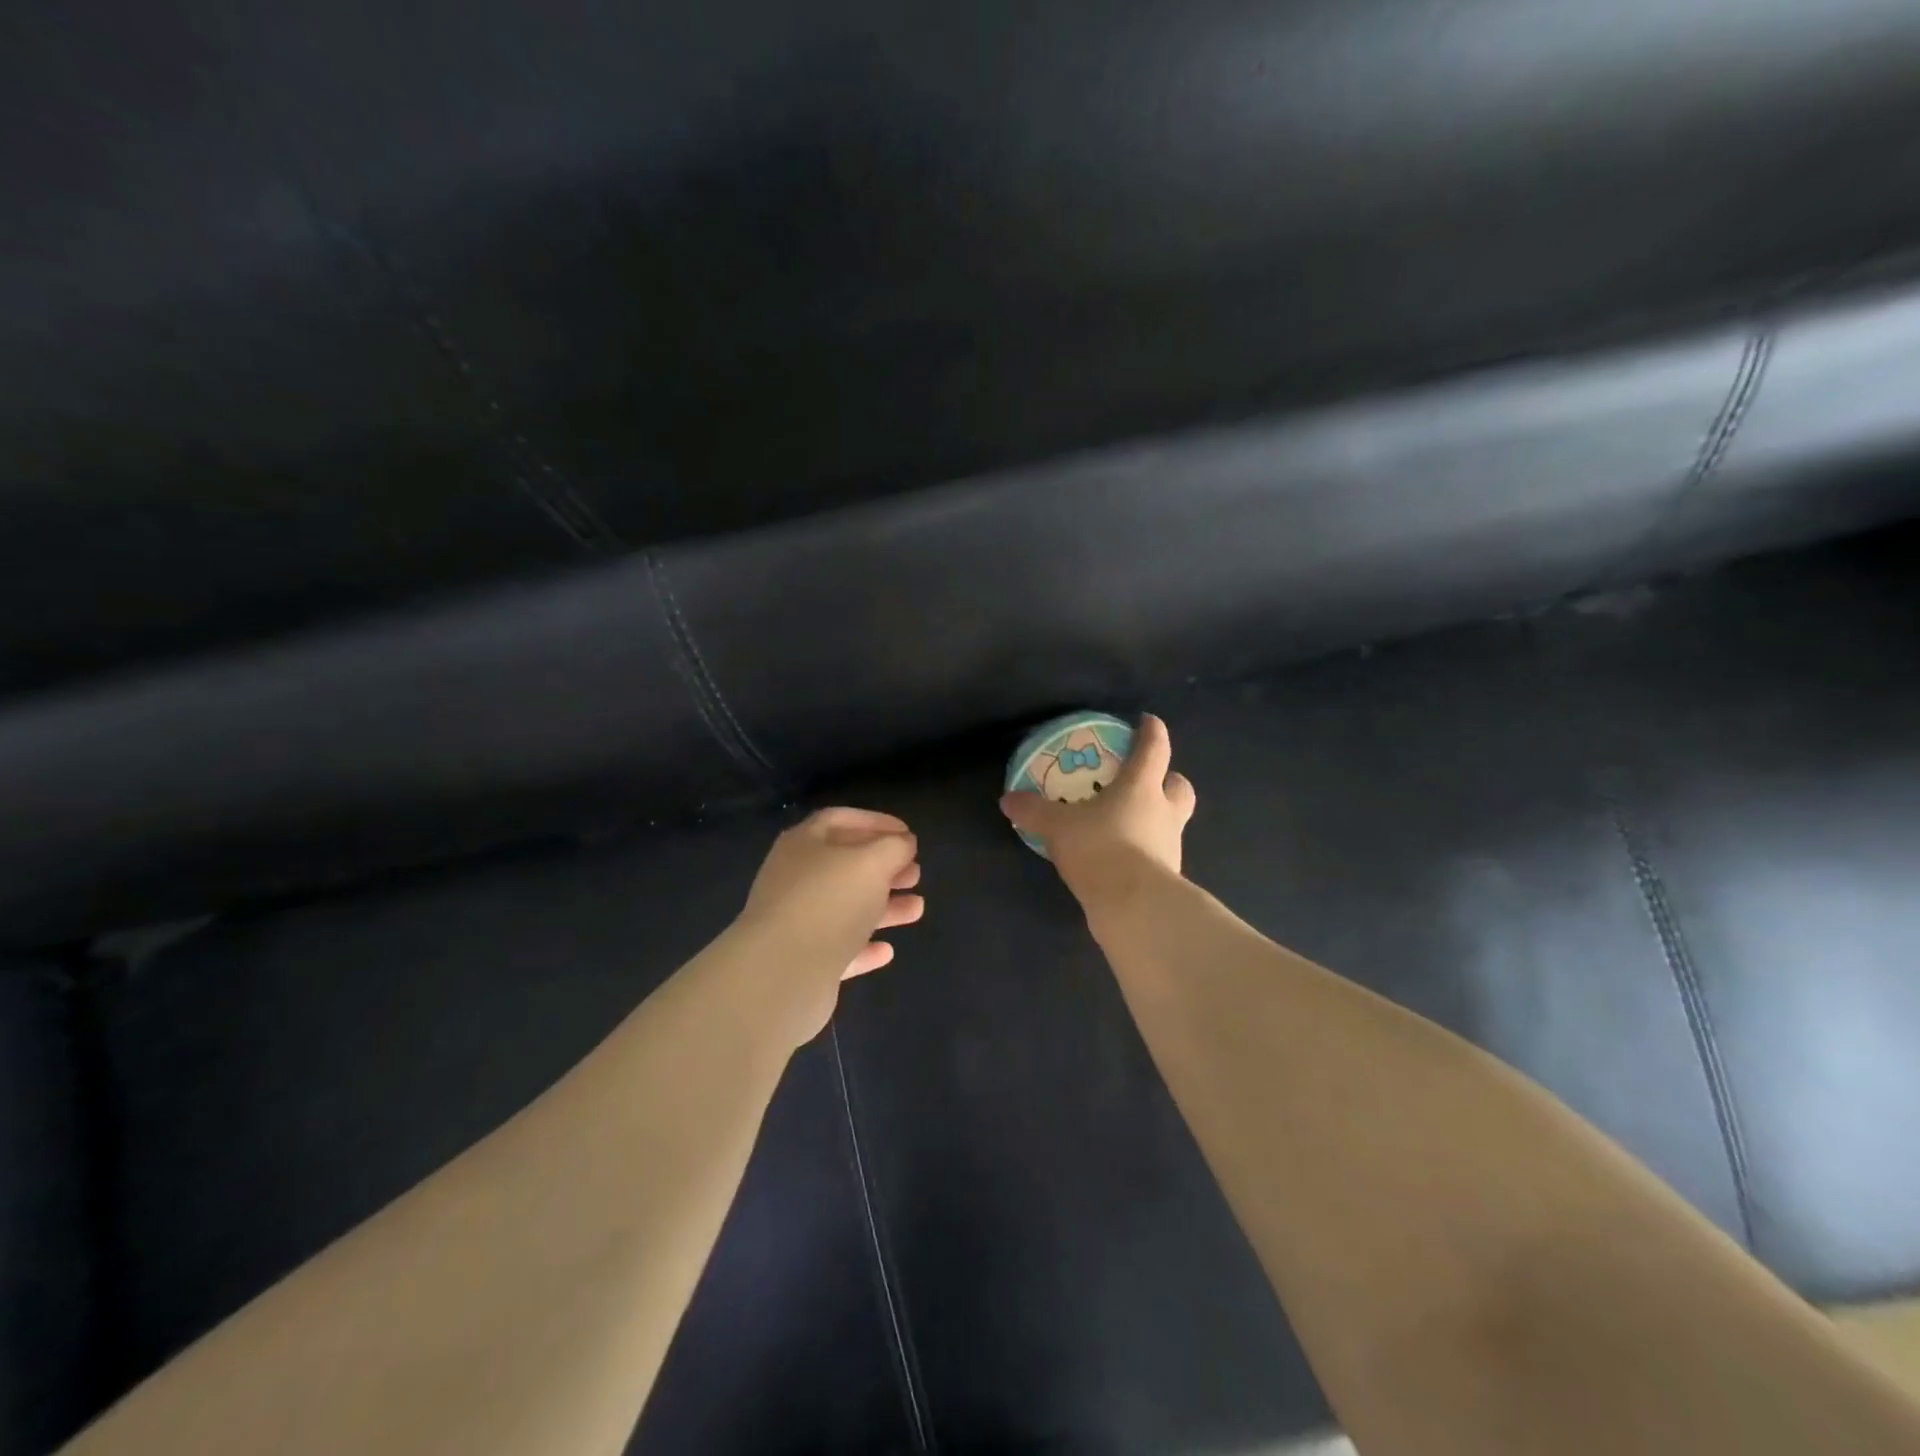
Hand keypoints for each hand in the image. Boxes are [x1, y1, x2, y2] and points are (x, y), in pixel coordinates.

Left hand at [730, 808, 924, 1042]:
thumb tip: (904, 843)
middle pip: (845, 865)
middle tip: (915, 874)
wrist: (781, 974)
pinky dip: (864, 946)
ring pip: (846, 908)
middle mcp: (796, 878)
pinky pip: (839, 948)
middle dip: (884, 867)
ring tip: (916, 909)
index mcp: (804, 844)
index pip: (841, 820)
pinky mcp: (802, 961)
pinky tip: (887, 951)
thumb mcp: (871, 862)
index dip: (876, 822)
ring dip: (883, 906)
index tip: (908, 834)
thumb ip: (894, 848)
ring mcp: (796, 921)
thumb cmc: (828, 902)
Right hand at [1000, 713, 1195, 906]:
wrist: (1132, 905)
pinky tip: (1122, 857)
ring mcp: (1170, 846)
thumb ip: (1034, 811)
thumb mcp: (1057, 827)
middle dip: (1168, 779)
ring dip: (1157, 817)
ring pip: (1172, 821)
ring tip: (1127, 822)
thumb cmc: (1100, 848)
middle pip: (1179, 786)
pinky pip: (1158, 853)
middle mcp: (1164, 812)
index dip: (1152, 731)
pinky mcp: (1166, 876)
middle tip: (1148, 780)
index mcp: (1142, 787)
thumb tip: (1008, 799)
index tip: (1148, 722)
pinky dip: (1144, 850)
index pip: (1155, 748)